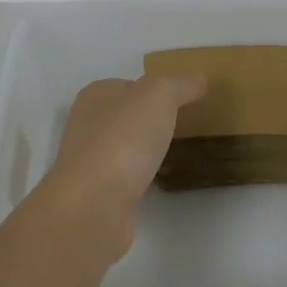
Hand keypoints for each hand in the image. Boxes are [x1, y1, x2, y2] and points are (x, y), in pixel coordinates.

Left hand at [34, 74, 205, 262]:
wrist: (94, 206)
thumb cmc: (123, 139)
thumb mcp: (158, 95)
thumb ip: (179, 84)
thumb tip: (198, 80)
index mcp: (96, 95)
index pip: (130, 85)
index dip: (157, 90)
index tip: (186, 100)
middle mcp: (87, 125)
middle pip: (127, 116)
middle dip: (154, 121)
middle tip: (189, 127)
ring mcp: (91, 162)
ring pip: (127, 148)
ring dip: (148, 151)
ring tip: (181, 154)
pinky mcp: (99, 194)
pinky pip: (128, 178)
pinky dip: (144, 178)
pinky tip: (162, 182)